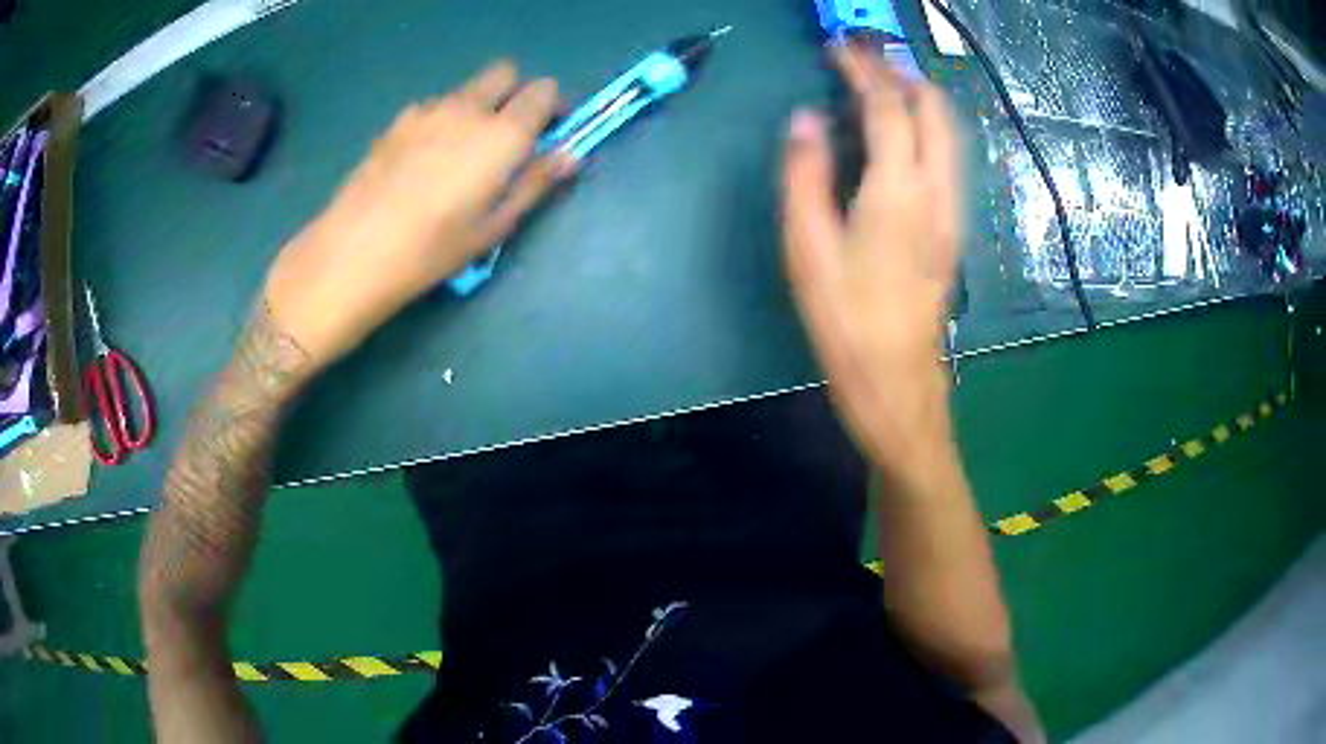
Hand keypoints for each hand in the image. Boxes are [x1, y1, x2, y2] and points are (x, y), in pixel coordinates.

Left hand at [263, 61, 574, 372]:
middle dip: (515, 93)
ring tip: (459, 155)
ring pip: (466, 90)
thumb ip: (536, 182)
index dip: (552, 106)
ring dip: (477, 107)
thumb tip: (573, 155)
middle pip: (505, 73)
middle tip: (508, 134)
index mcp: (503, 133)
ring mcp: (428, 110)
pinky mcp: (396, 122)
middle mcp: (469, 108)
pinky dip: (440, 120)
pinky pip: (432, 107)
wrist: (355, 250)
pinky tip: (422, 160)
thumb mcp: (494, 225)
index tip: (547, 131)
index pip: (544, 90)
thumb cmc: (433, 249)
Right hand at [781, 44, 962, 478]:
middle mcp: (937, 190)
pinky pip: (948, 158)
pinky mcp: (953, 229)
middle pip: (935, 109)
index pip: (888, 105)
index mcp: (898, 188)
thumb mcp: (807, 248)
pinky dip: (927, 128)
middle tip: (863, 61)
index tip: (838, 49)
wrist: (898, 381)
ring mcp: (952, 210)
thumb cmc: (846, 320)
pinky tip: (902, 136)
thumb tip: (806, 120)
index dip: (863, 69)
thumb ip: (806, 175)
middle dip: (901, 73)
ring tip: (882, 86)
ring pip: (950, 132)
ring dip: (919, 98)